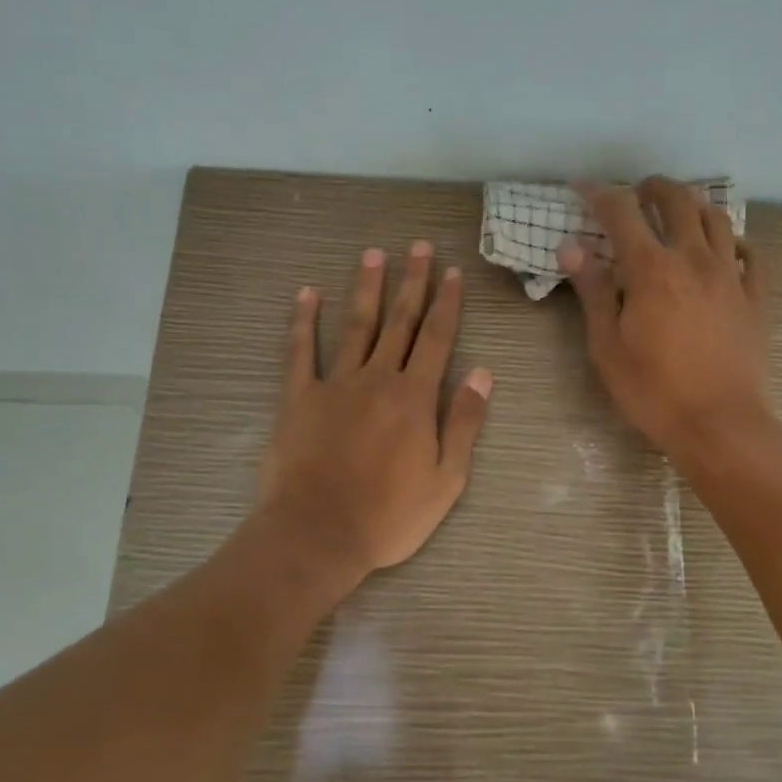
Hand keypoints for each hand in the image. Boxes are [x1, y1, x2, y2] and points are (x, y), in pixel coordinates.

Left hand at [259, 242, 492, 592]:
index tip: (452, 272)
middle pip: (399, 321)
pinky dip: (303, 321)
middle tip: (418, 246)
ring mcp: (334, 384)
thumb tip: (483, 372)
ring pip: (355, 326)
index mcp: (415, 397)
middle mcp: (377, 378)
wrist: (318, 534)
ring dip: (366, 288)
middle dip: (411, 282)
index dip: (446, 303)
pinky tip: (307, 293)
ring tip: (373, 254)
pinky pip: (300, 351)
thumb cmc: (389, 516)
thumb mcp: (447, 479)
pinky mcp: (298, 398)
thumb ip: (464, 422)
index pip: (437, 338)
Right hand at [560, 177, 768, 457]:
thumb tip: (572, 247)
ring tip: (678, 214)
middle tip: (637, 193)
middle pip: (678, 200)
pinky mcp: (755, 297)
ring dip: (693, 205)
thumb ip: (593, 291)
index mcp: (652, 270)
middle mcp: (694, 259)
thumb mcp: (607, 345)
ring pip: (717, 218)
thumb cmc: (653, 390)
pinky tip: (722, 249)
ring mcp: (731, 276)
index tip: (583, 190)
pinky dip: (732, 240)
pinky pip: (749, 253)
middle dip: (653, 187)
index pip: (622, 213)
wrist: (719, 425)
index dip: (599, 195)